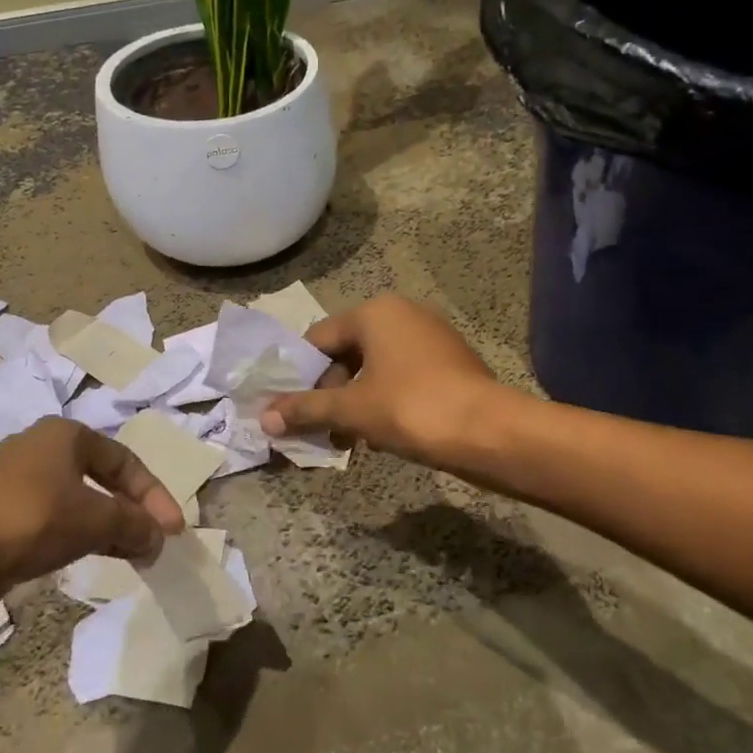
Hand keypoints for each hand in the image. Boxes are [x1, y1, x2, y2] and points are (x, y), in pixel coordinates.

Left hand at [0, 418, 184, 615]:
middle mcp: (42, 450)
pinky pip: (56, 520)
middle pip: (104, 479)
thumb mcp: (96, 520)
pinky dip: (83, 535)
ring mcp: (19, 482)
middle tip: (155, 542)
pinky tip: (99, 557)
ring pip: (81, 501)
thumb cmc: (33, 521)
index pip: (125, 461)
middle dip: (133, 511)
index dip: (154, 496)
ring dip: (110, 527)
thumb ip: (134, 525)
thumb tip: (158, 538)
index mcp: (65, 435)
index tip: (173, 530)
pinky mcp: (3, 514)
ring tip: (134, 555)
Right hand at [260, 294, 499, 462]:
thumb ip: (306, 410)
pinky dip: (384, 400)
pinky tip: (380, 435)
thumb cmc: (411, 407)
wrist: (488, 430)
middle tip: (319, 429)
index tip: (288, 408)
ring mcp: (431, 337)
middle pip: (347, 352)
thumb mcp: (351, 409)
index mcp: (376, 312)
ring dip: (355, 402)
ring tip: (346, 440)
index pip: (319, 338)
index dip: (299, 375)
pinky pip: (402, 377)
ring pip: (375, 368)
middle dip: (329, 393)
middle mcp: (403, 314)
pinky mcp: (450, 362)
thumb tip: (264, 420)